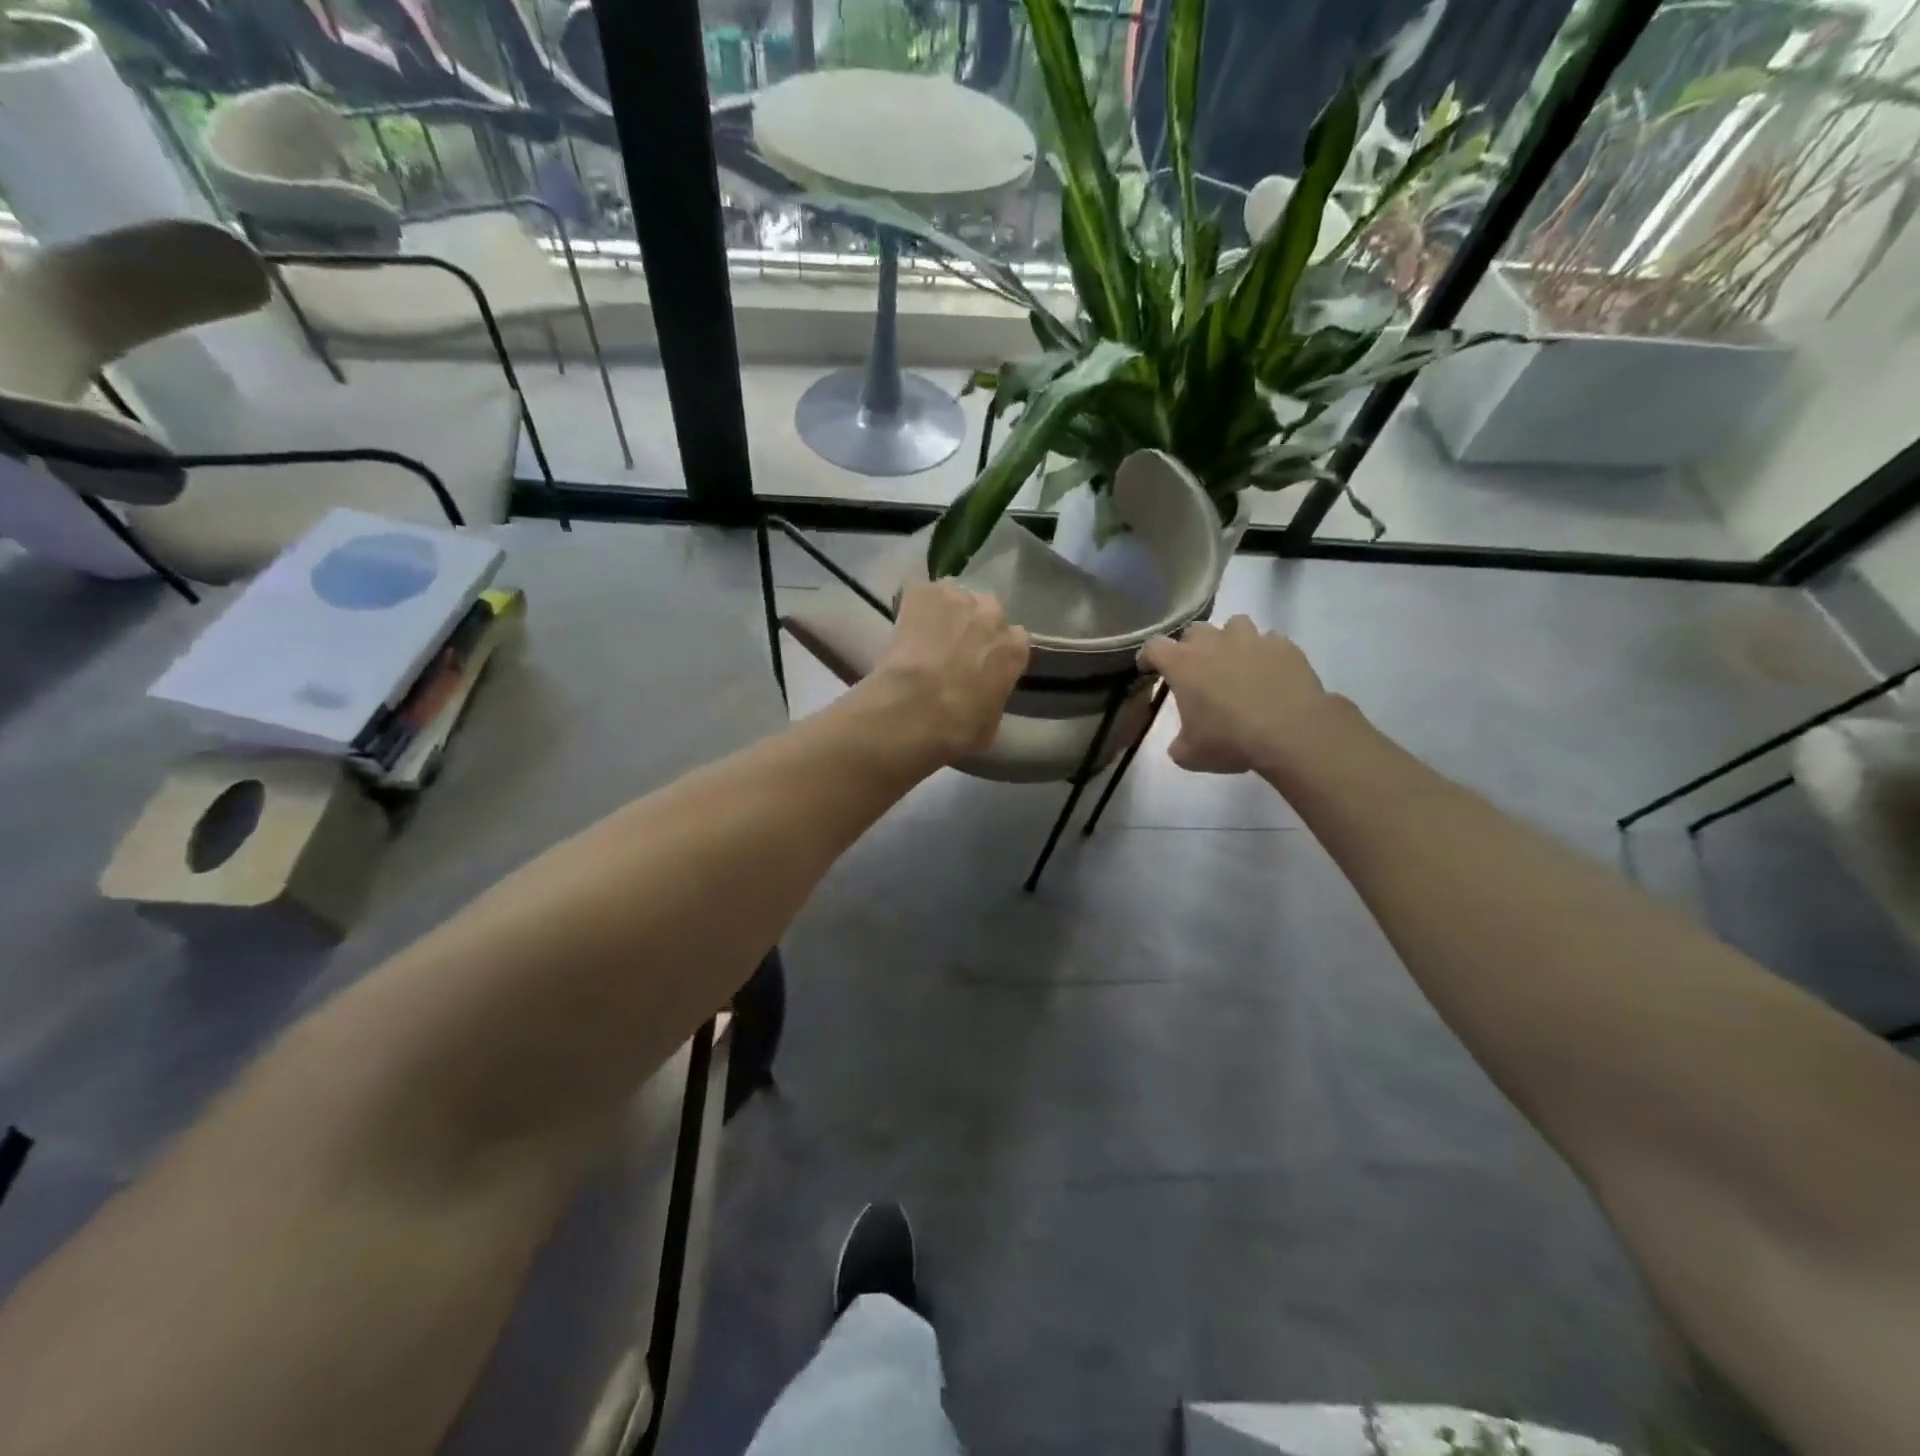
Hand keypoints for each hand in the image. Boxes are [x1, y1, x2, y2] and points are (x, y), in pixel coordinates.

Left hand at [866, 581, 1029, 760]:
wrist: (913, 710)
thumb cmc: (957, 728)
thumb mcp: (990, 723)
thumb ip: (993, 697)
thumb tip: (983, 698)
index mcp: (1015, 648)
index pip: (1015, 640)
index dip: (996, 652)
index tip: (982, 665)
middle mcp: (993, 615)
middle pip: (987, 611)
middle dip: (974, 627)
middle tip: (953, 650)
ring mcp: (957, 597)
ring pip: (954, 598)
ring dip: (945, 613)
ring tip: (926, 636)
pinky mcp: (922, 592)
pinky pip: (921, 592)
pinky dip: (914, 606)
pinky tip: (904, 626)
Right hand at [1139, 616, 1338, 775]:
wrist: (1292, 732)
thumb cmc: (1231, 740)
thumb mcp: (1191, 755)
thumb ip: (1179, 743)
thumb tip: (1182, 742)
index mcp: (1183, 664)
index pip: (1154, 647)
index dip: (1148, 656)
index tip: (1148, 668)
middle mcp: (1214, 643)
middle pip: (1194, 631)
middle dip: (1192, 647)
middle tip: (1197, 669)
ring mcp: (1251, 639)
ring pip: (1234, 625)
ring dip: (1230, 641)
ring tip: (1236, 663)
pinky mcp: (1283, 646)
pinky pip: (1269, 641)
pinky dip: (1265, 653)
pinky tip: (1269, 672)